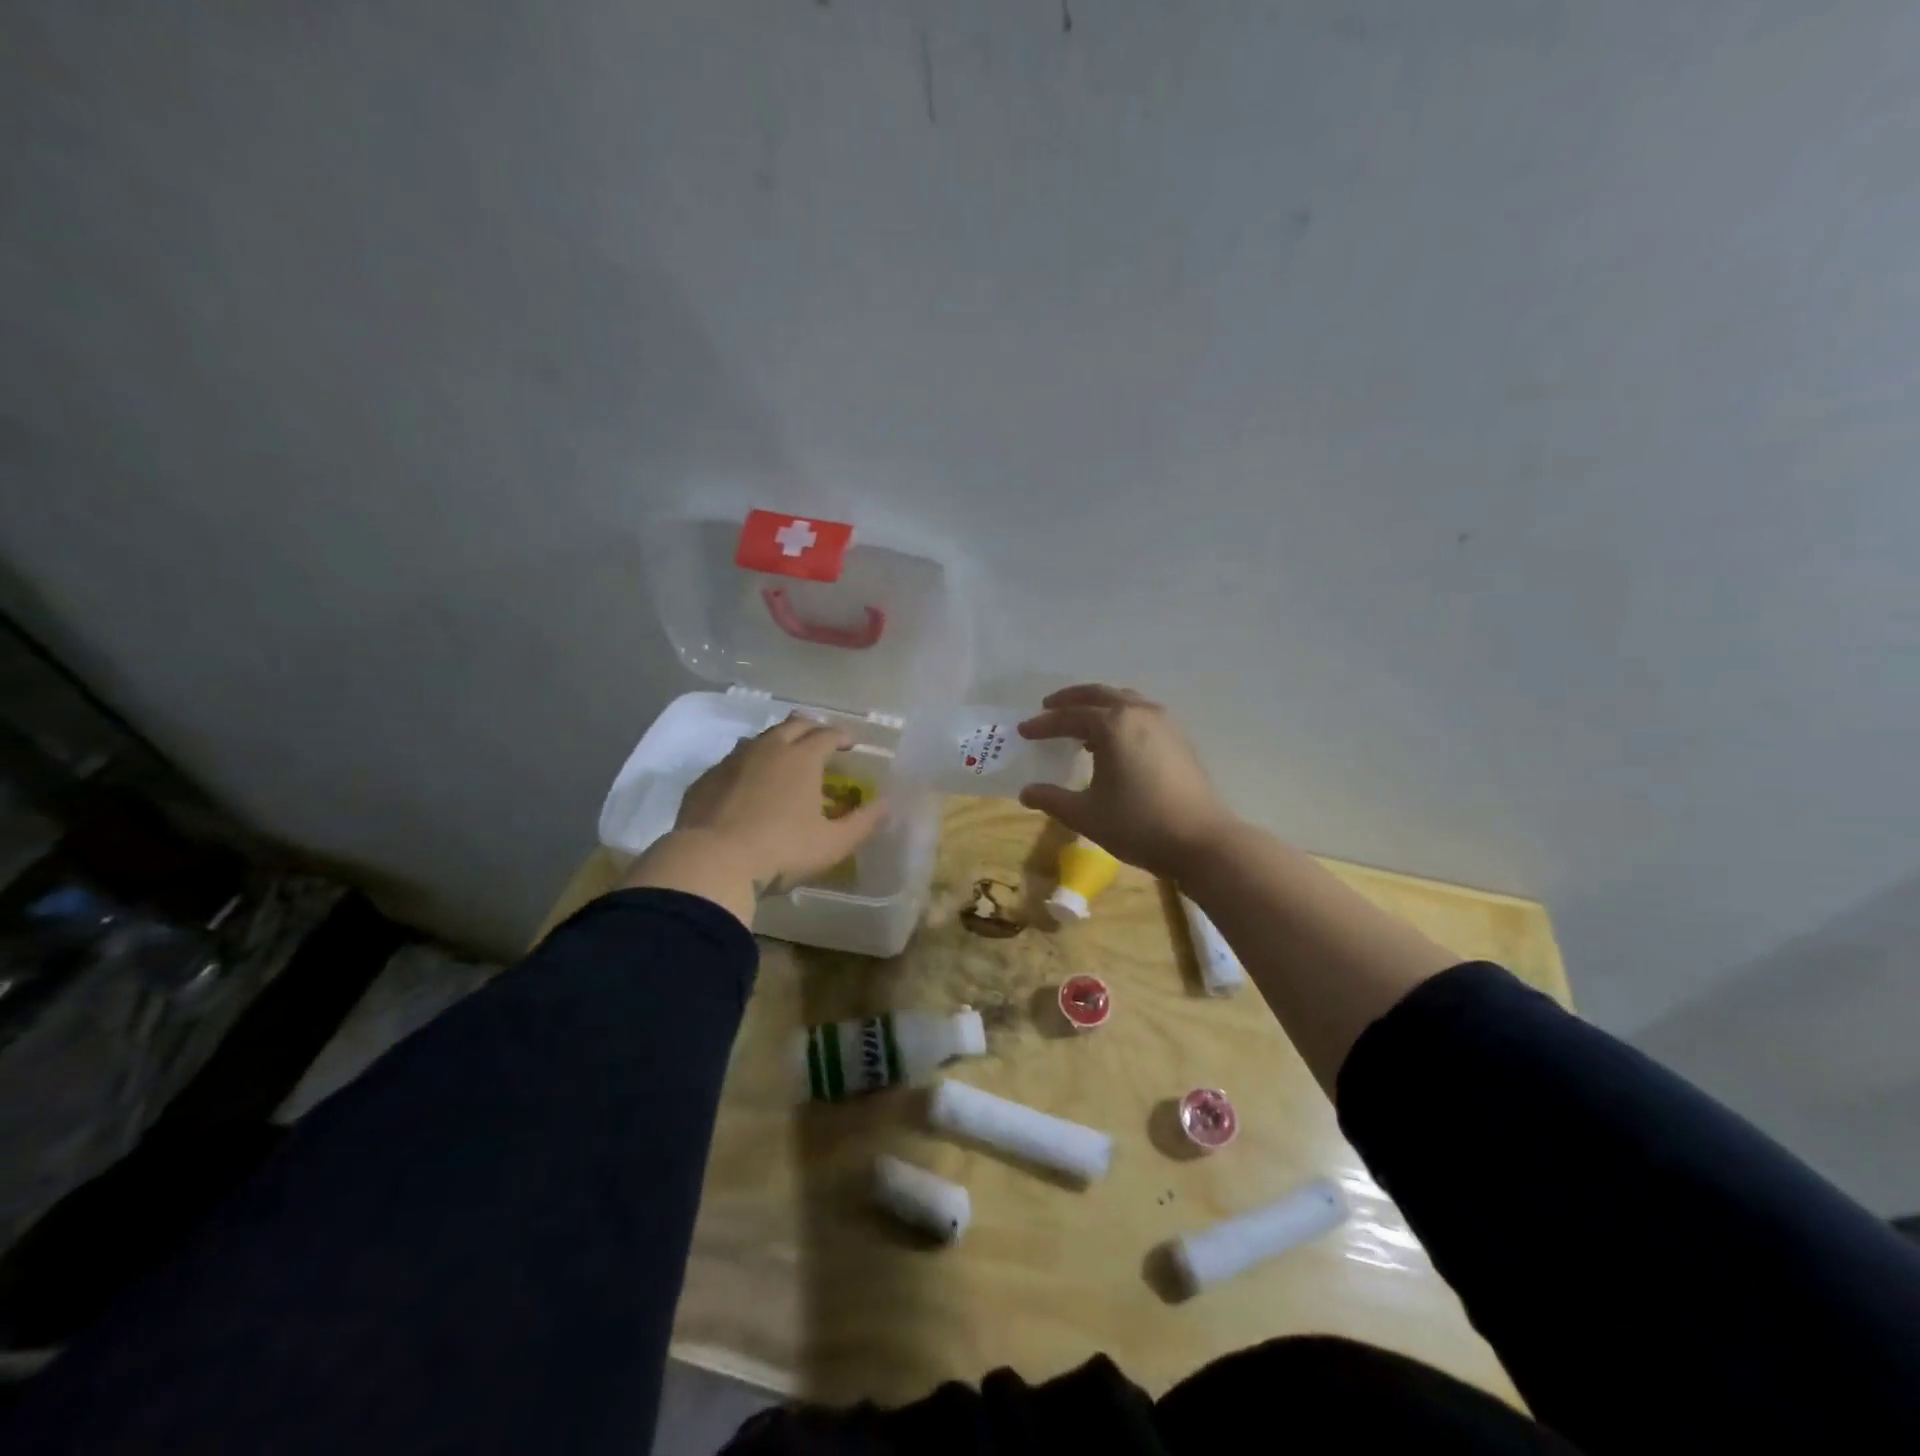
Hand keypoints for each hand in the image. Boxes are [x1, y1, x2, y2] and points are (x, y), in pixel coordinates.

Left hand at [622, 714, 886, 922]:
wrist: (711, 862)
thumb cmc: (781, 850)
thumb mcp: (833, 844)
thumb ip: (864, 822)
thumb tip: (888, 805)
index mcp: (802, 758)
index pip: (827, 734)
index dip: (842, 736)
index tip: (851, 744)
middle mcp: (768, 749)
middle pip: (794, 725)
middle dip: (812, 728)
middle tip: (821, 741)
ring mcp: (732, 761)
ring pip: (760, 738)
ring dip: (778, 741)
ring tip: (785, 757)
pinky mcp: (706, 778)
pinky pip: (732, 760)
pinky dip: (748, 763)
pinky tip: (747, 783)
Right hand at [1017, 685, 1234, 878]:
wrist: (1200, 841)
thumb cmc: (1137, 825)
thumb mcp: (1086, 815)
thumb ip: (1052, 799)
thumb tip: (1026, 792)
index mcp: (1113, 724)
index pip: (1069, 716)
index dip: (1044, 724)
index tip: (1024, 731)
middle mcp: (1138, 713)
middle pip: (1098, 694)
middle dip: (1070, 700)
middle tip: (1048, 708)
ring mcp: (1164, 723)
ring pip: (1124, 700)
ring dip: (1098, 705)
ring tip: (1081, 722)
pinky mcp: (1179, 738)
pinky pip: (1141, 713)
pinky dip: (1120, 716)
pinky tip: (1115, 740)